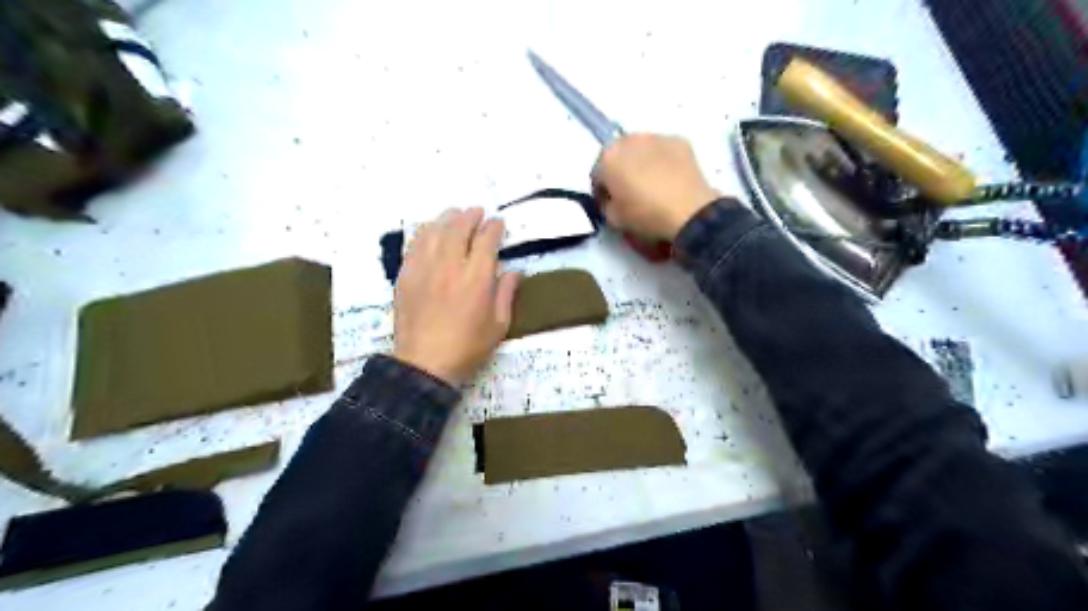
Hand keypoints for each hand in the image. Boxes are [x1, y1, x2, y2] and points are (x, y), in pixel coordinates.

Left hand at [393, 207, 519, 384]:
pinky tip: (430, 230)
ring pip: (435, 231)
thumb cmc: (467, 347)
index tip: (498, 223)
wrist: (424, 363)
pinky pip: (415, 244)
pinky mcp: (406, 275)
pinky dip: (425, 232)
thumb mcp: (498, 326)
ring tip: (454, 214)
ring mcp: (425, 268)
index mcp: (477, 278)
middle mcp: (451, 266)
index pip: (487, 241)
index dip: (494, 227)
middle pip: (459, 228)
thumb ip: (506, 294)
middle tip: (477, 211)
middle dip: (470, 216)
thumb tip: (514, 271)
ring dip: (447, 218)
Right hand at [595, 134, 719, 239]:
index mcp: (607, 158)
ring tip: (653, 185)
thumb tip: (612, 199)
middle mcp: (629, 139)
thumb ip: (606, 204)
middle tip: (631, 193)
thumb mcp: (613, 219)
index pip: (597, 174)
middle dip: (621, 171)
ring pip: (642, 150)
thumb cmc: (645, 215)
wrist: (688, 212)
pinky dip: (664, 162)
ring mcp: (656, 137)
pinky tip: (670, 180)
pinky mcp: (680, 141)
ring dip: (642, 163)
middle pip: (619, 156)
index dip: (603, 191)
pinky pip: (664, 151)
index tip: (610, 204)